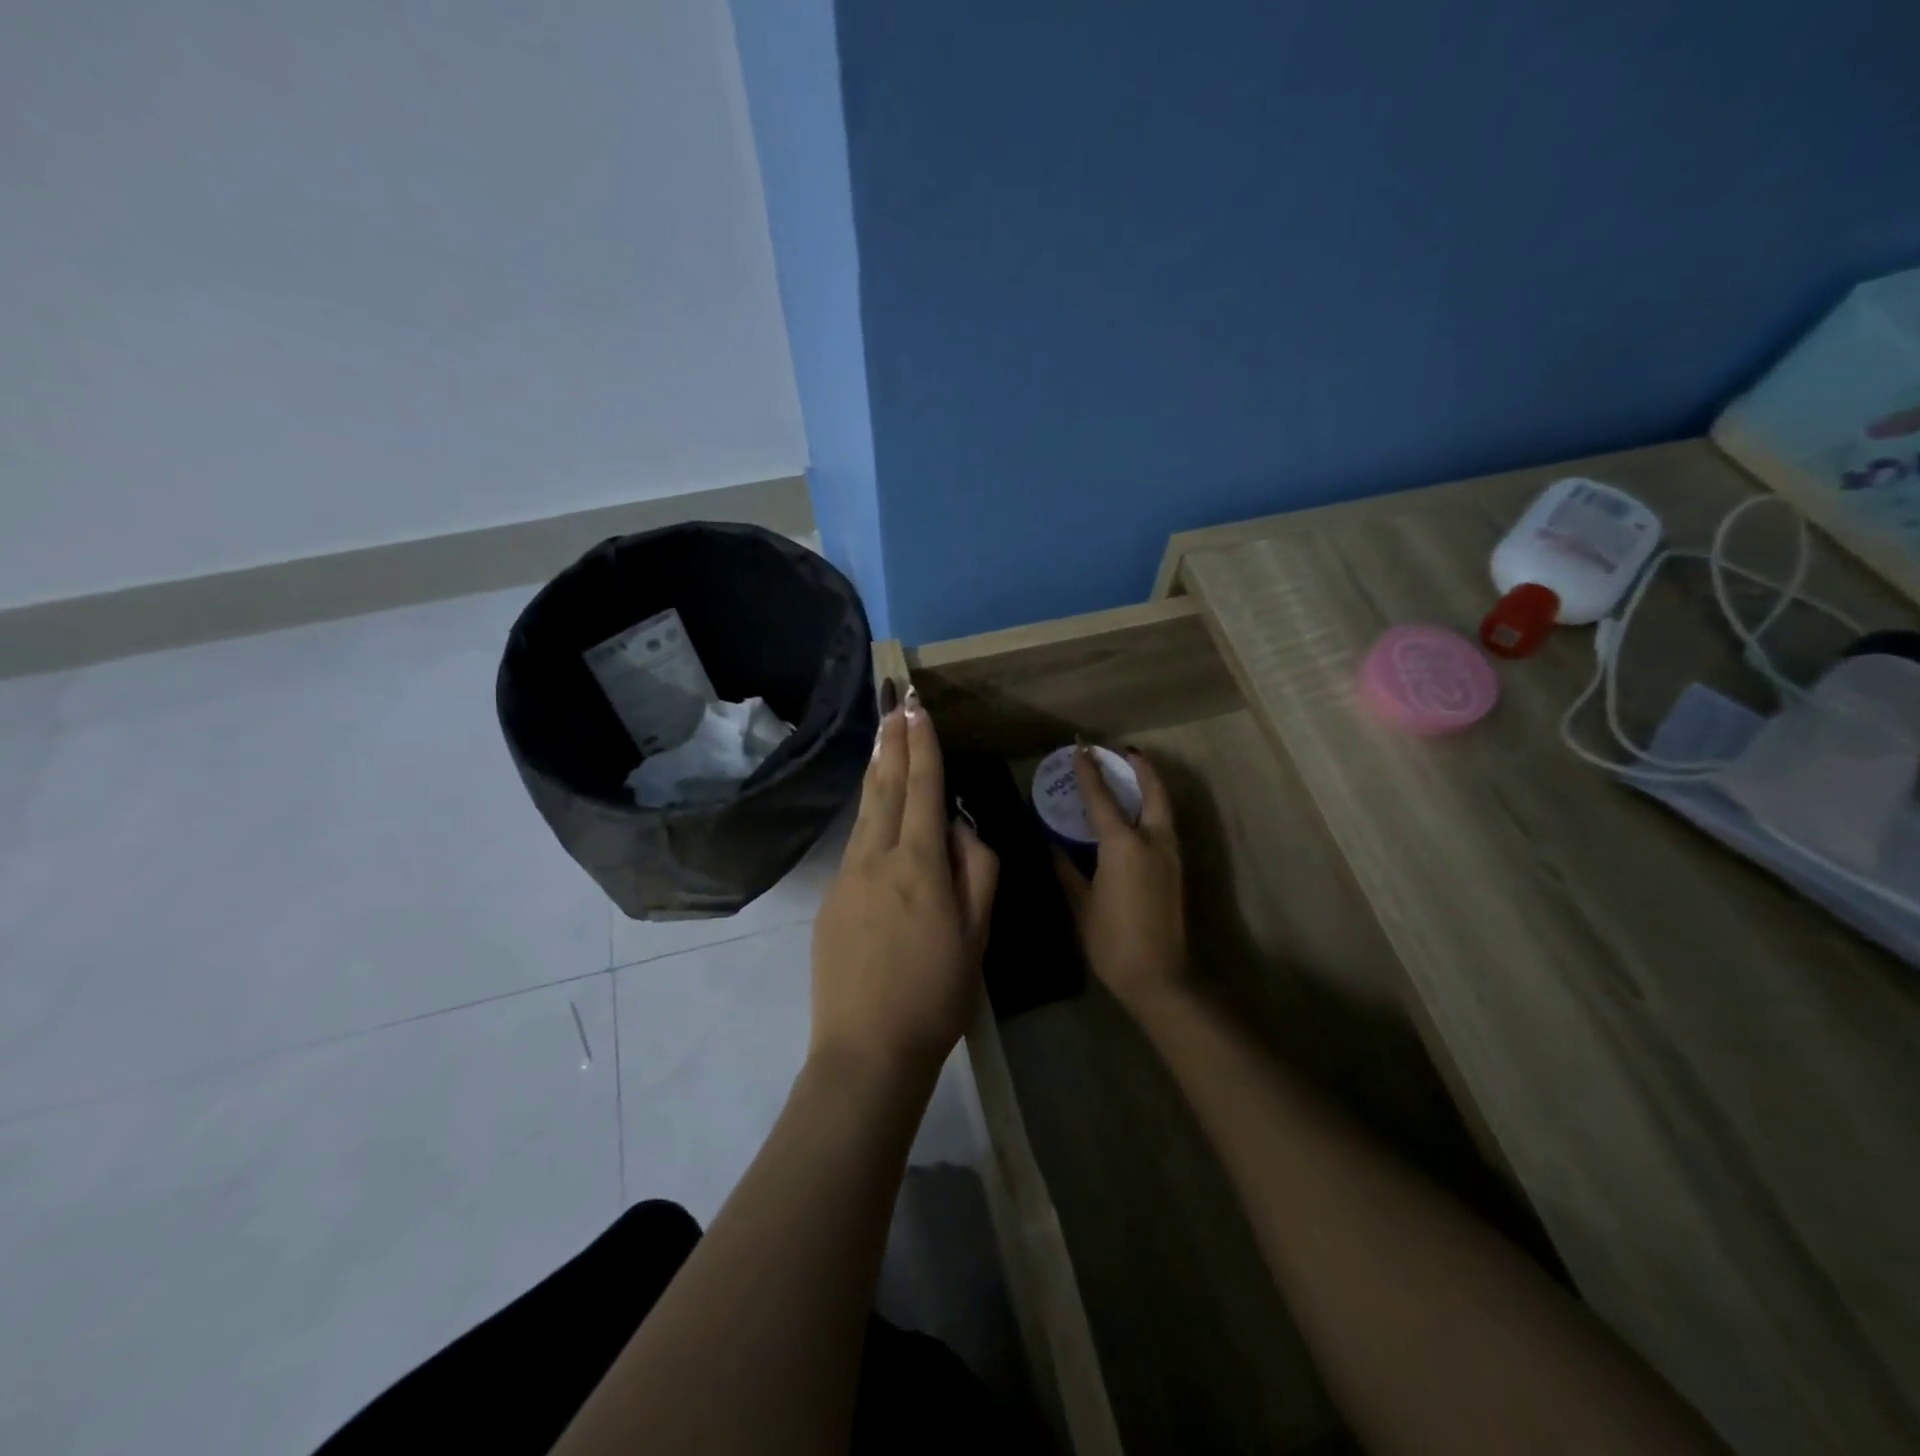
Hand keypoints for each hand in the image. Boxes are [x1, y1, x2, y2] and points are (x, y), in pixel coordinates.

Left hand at [810, 679, 998, 1086]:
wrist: (867, 1051)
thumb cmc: (936, 995)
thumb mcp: (977, 935)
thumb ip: (975, 871)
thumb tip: (958, 828)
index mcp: (919, 864)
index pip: (922, 789)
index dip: (922, 747)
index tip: (918, 710)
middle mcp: (876, 859)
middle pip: (885, 788)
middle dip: (893, 743)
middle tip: (895, 704)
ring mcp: (846, 879)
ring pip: (865, 813)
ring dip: (876, 771)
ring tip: (882, 739)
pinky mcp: (830, 901)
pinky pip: (855, 846)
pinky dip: (868, 817)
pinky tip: (875, 812)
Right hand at [1053, 744, 1189, 1017]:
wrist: (1160, 977)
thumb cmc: (1112, 940)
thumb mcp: (1082, 904)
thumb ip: (1067, 869)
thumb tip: (1052, 846)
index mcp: (1123, 845)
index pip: (1102, 798)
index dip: (1089, 772)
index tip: (1080, 748)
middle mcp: (1152, 840)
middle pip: (1151, 791)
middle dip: (1139, 767)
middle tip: (1122, 751)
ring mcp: (1169, 854)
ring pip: (1163, 806)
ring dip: (1149, 785)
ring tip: (1131, 773)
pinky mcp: (1176, 869)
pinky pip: (1163, 824)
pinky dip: (1152, 807)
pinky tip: (1136, 813)